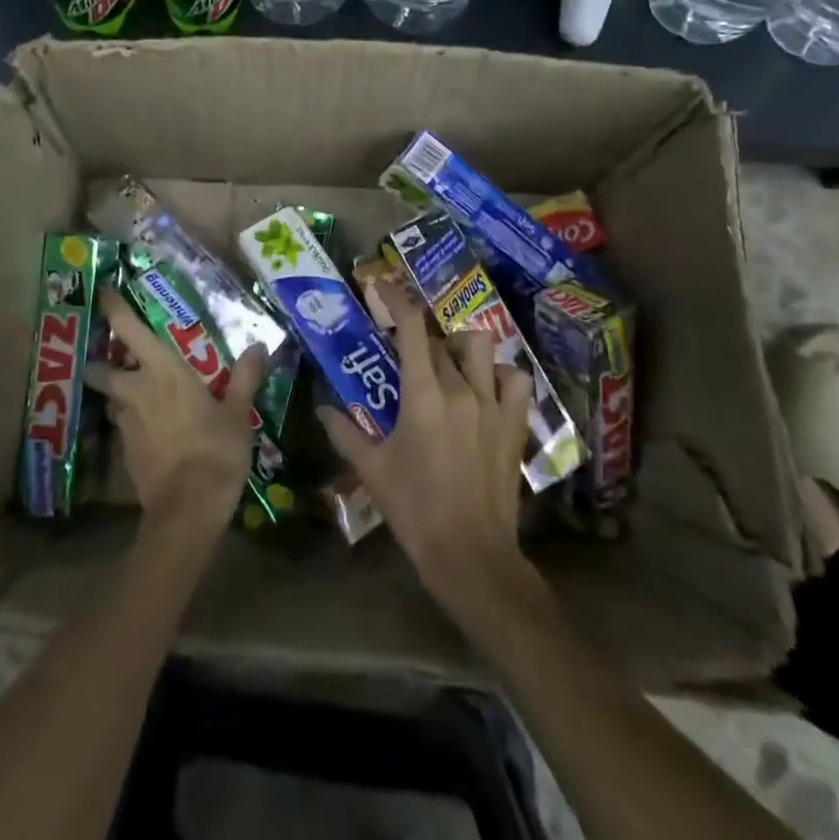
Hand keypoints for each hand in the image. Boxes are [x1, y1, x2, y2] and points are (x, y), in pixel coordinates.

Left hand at [86, 288, 266, 539]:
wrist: (187, 509)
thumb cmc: (215, 449)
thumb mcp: (237, 412)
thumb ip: (245, 376)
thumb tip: (258, 345)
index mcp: (162, 371)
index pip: (129, 329)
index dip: (114, 309)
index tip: (105, 292)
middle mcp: (135, 390)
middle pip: (101, 369)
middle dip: (102, 363)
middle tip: (116, 358)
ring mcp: (125, 423)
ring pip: (111, 400)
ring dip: (117, 394)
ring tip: (136, 395)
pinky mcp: (124, 452)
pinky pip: (122, 427)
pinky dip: (130, 423)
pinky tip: (149, 430)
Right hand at [320, 281, 539, 627]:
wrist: (469, 554)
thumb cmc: (414, 509)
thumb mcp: (371, 469)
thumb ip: (344, 432)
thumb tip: (322, 408)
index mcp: (422, 395)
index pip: (411, 328)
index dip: (397, 298)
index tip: (382, 285)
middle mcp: (460, 388)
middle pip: (439, 340)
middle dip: (418, 338)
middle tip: (402, 351)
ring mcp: (492, 404)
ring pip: (480, 348)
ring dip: (461, 349)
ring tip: (447, 365)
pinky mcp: (515, 424)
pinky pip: (516, 380)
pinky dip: (501, 375)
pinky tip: (486, 388)